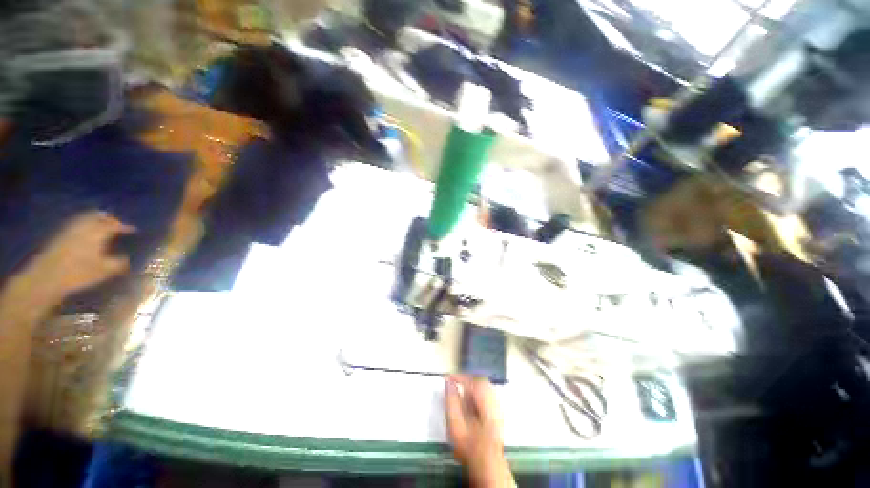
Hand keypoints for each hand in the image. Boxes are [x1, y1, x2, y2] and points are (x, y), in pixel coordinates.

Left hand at [10, 211, 134, 308]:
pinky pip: (76, 224)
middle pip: (98, 216)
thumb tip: (127, 258)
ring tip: (102, 227)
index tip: (133, 230)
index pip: (115, 225)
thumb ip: (118, 263)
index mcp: (98, 231)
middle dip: (108, 219)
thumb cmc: (79, 273)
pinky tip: (86, 233)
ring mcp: (70, 229)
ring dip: (95, 220)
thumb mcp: (104, 270)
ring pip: (85, 218)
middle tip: (116, 224)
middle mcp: (85, 226)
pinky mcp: (60, 235)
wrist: (47, 276)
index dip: (125, 227)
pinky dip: (84, 225)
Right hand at [445, 375, 514, 487]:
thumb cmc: (469, 445)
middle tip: (454, 383)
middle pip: (480, 381)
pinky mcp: (498, 414)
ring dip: (472, 385)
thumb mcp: (455, 423)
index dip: (458, 376)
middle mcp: (493, 400)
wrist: (487, 465)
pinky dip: (477, 393)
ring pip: (485, 387)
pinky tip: (470, 402)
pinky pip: (488, 395)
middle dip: (466, 379)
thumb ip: (451, 400)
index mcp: (483, 399)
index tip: (447, 378)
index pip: (471, 380)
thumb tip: (448, 382)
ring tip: (460, 391)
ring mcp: (497, 407)